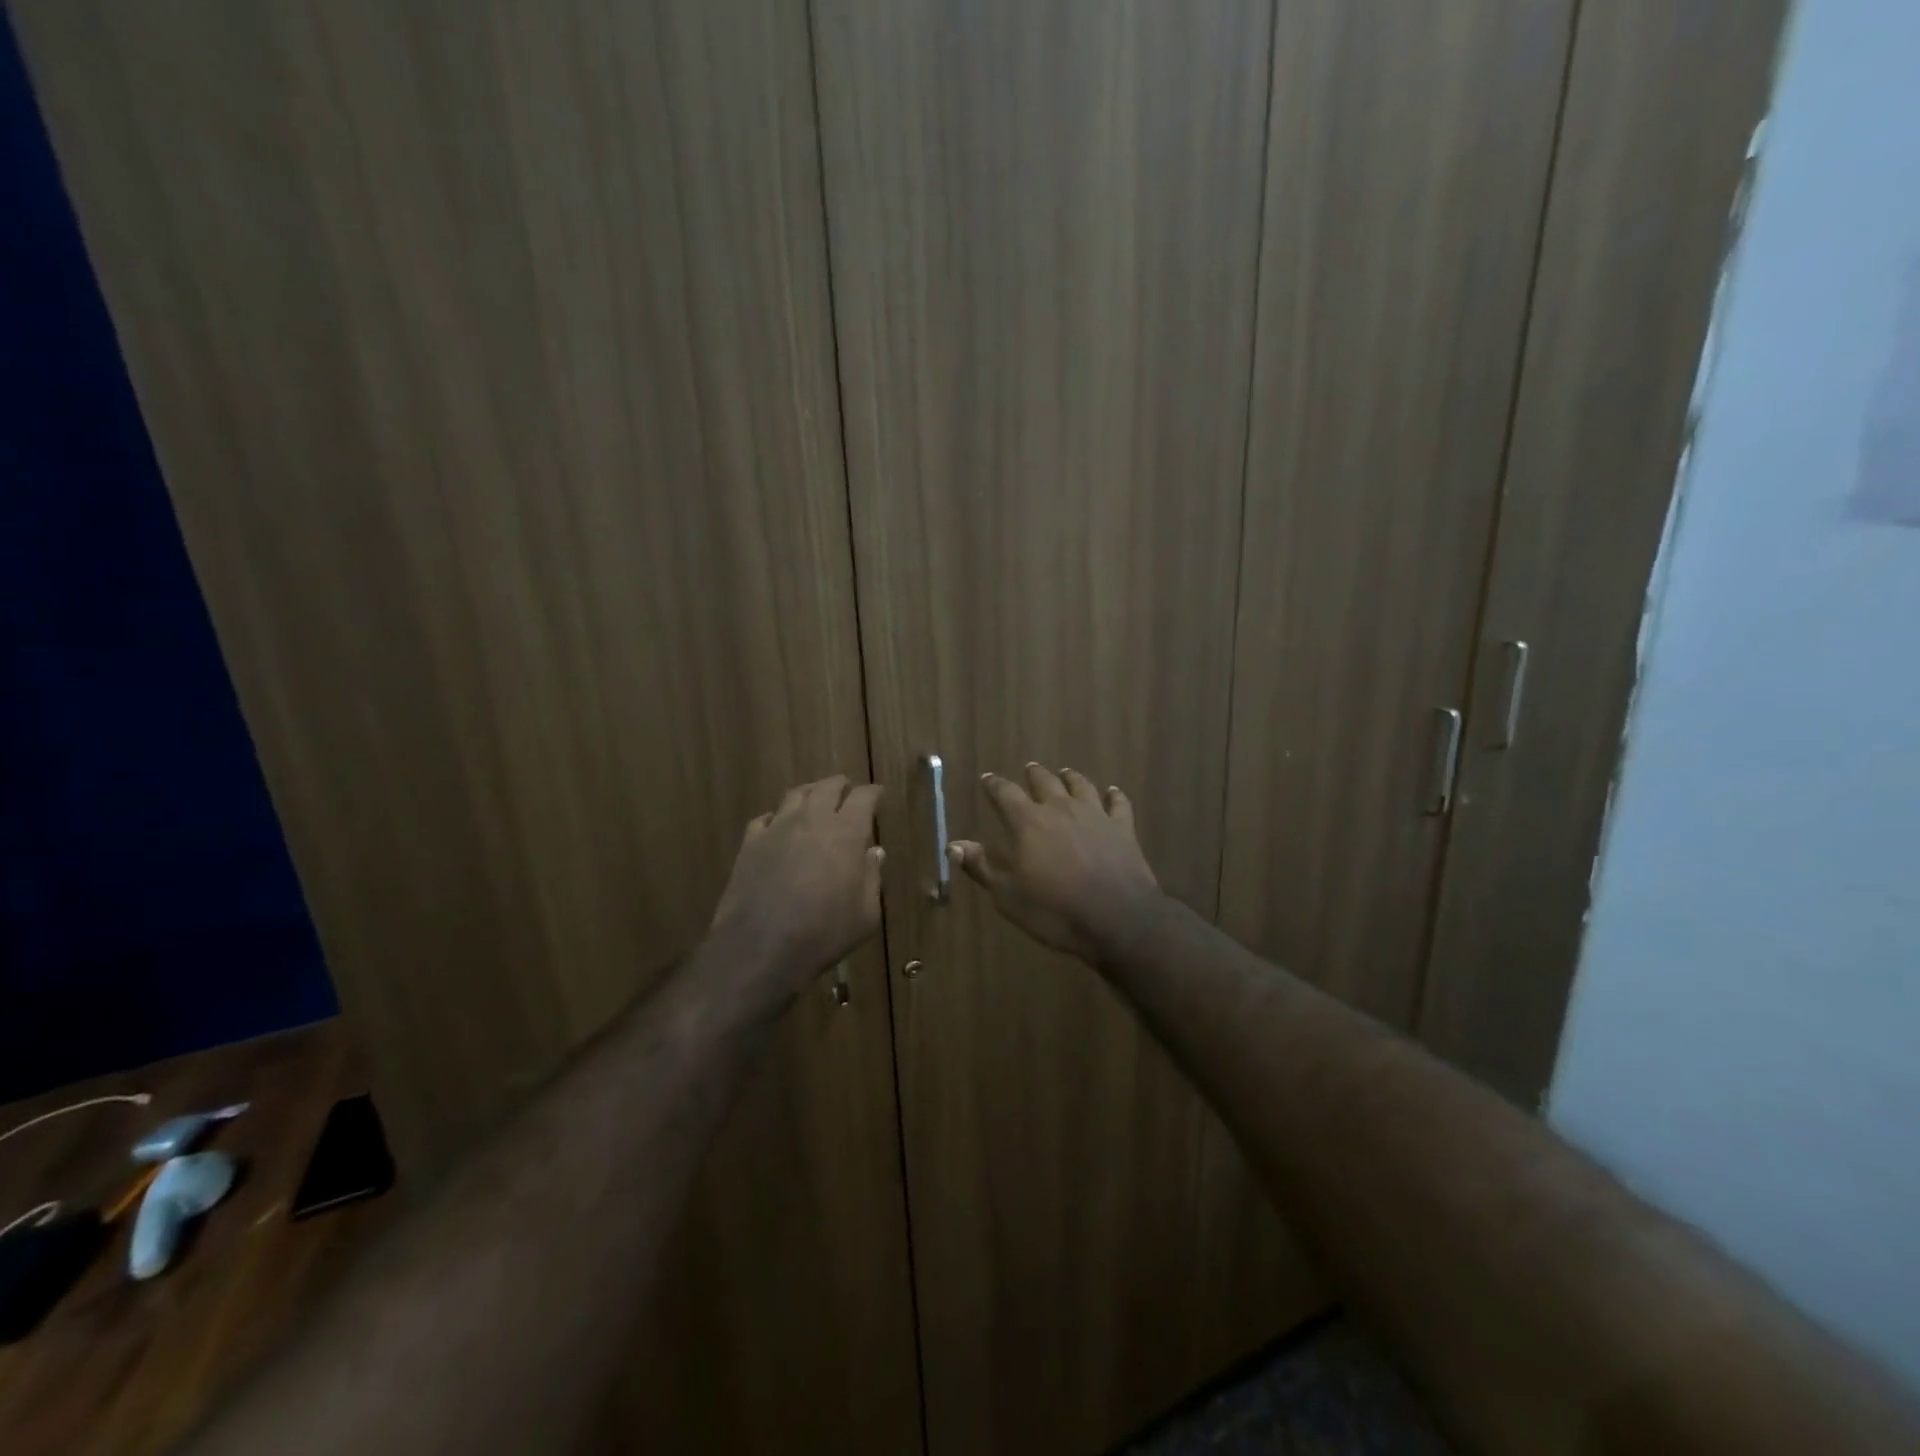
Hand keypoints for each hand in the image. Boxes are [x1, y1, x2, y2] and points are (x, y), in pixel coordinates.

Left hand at [710, 775, 884, 991]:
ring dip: (810, 793)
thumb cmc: (824, 932)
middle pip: (828, 787)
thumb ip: (872, 877)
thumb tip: (874, 852)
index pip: (864, 797)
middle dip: (841, 786)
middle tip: (847, 791)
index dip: (873, 793)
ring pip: (795, 795)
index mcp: (847, 832)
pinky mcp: (750, 843)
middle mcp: (812, 819)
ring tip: (815, 799)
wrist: (761, 947)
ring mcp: (777, 828)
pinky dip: (777, 817)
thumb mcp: (866, 914)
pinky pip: (765, 818)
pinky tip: (778, 827)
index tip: (878, 795)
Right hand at [948, 764, 1162, 964]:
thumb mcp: (1007, 895)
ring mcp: (1095, 815)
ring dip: (1070, 778)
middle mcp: (1060, 809)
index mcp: (1028, 822)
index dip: (994, 785)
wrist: (1117, 919)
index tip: (987, 779)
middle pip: (1044, 782)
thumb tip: (953, 845)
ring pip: (1081, 786)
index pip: (1005, 794)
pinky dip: (1114, 795)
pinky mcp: (1123, 828)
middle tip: (1029, 769)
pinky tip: (1113, 792)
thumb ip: (981, 866)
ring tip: (1065, 773)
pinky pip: (1118, 804)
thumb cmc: (1054, 910)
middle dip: (1033, 775)